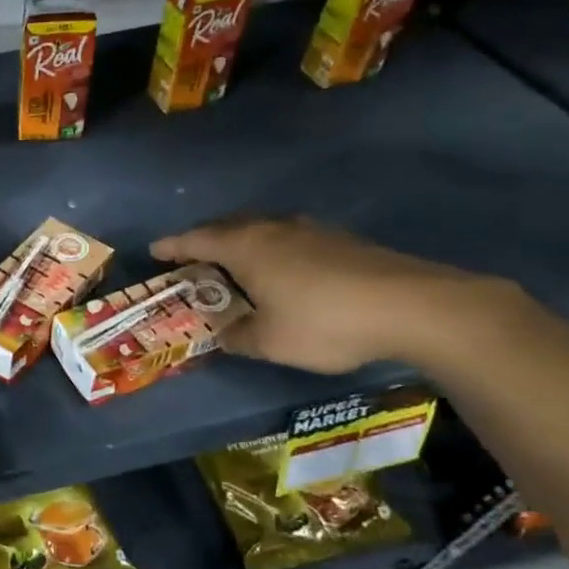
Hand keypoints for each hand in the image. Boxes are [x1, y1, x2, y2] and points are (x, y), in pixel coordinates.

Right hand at [151, 215, 504, 373]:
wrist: (414, 306)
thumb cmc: (325, 322)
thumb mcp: (270, 342)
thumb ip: (238, 336)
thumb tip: (224, 333)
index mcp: (246, 247)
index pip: (196, 240)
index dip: (172, 246)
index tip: (154, 251)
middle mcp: (272, 229)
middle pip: (227, 226)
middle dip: (204, 239)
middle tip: (191, 256)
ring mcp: (309, 230)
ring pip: (260, 228)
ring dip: (240, 241)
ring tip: (234, 261)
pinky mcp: (340, 239)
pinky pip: (288, 237)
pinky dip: (271, 248)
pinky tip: (282, 269)